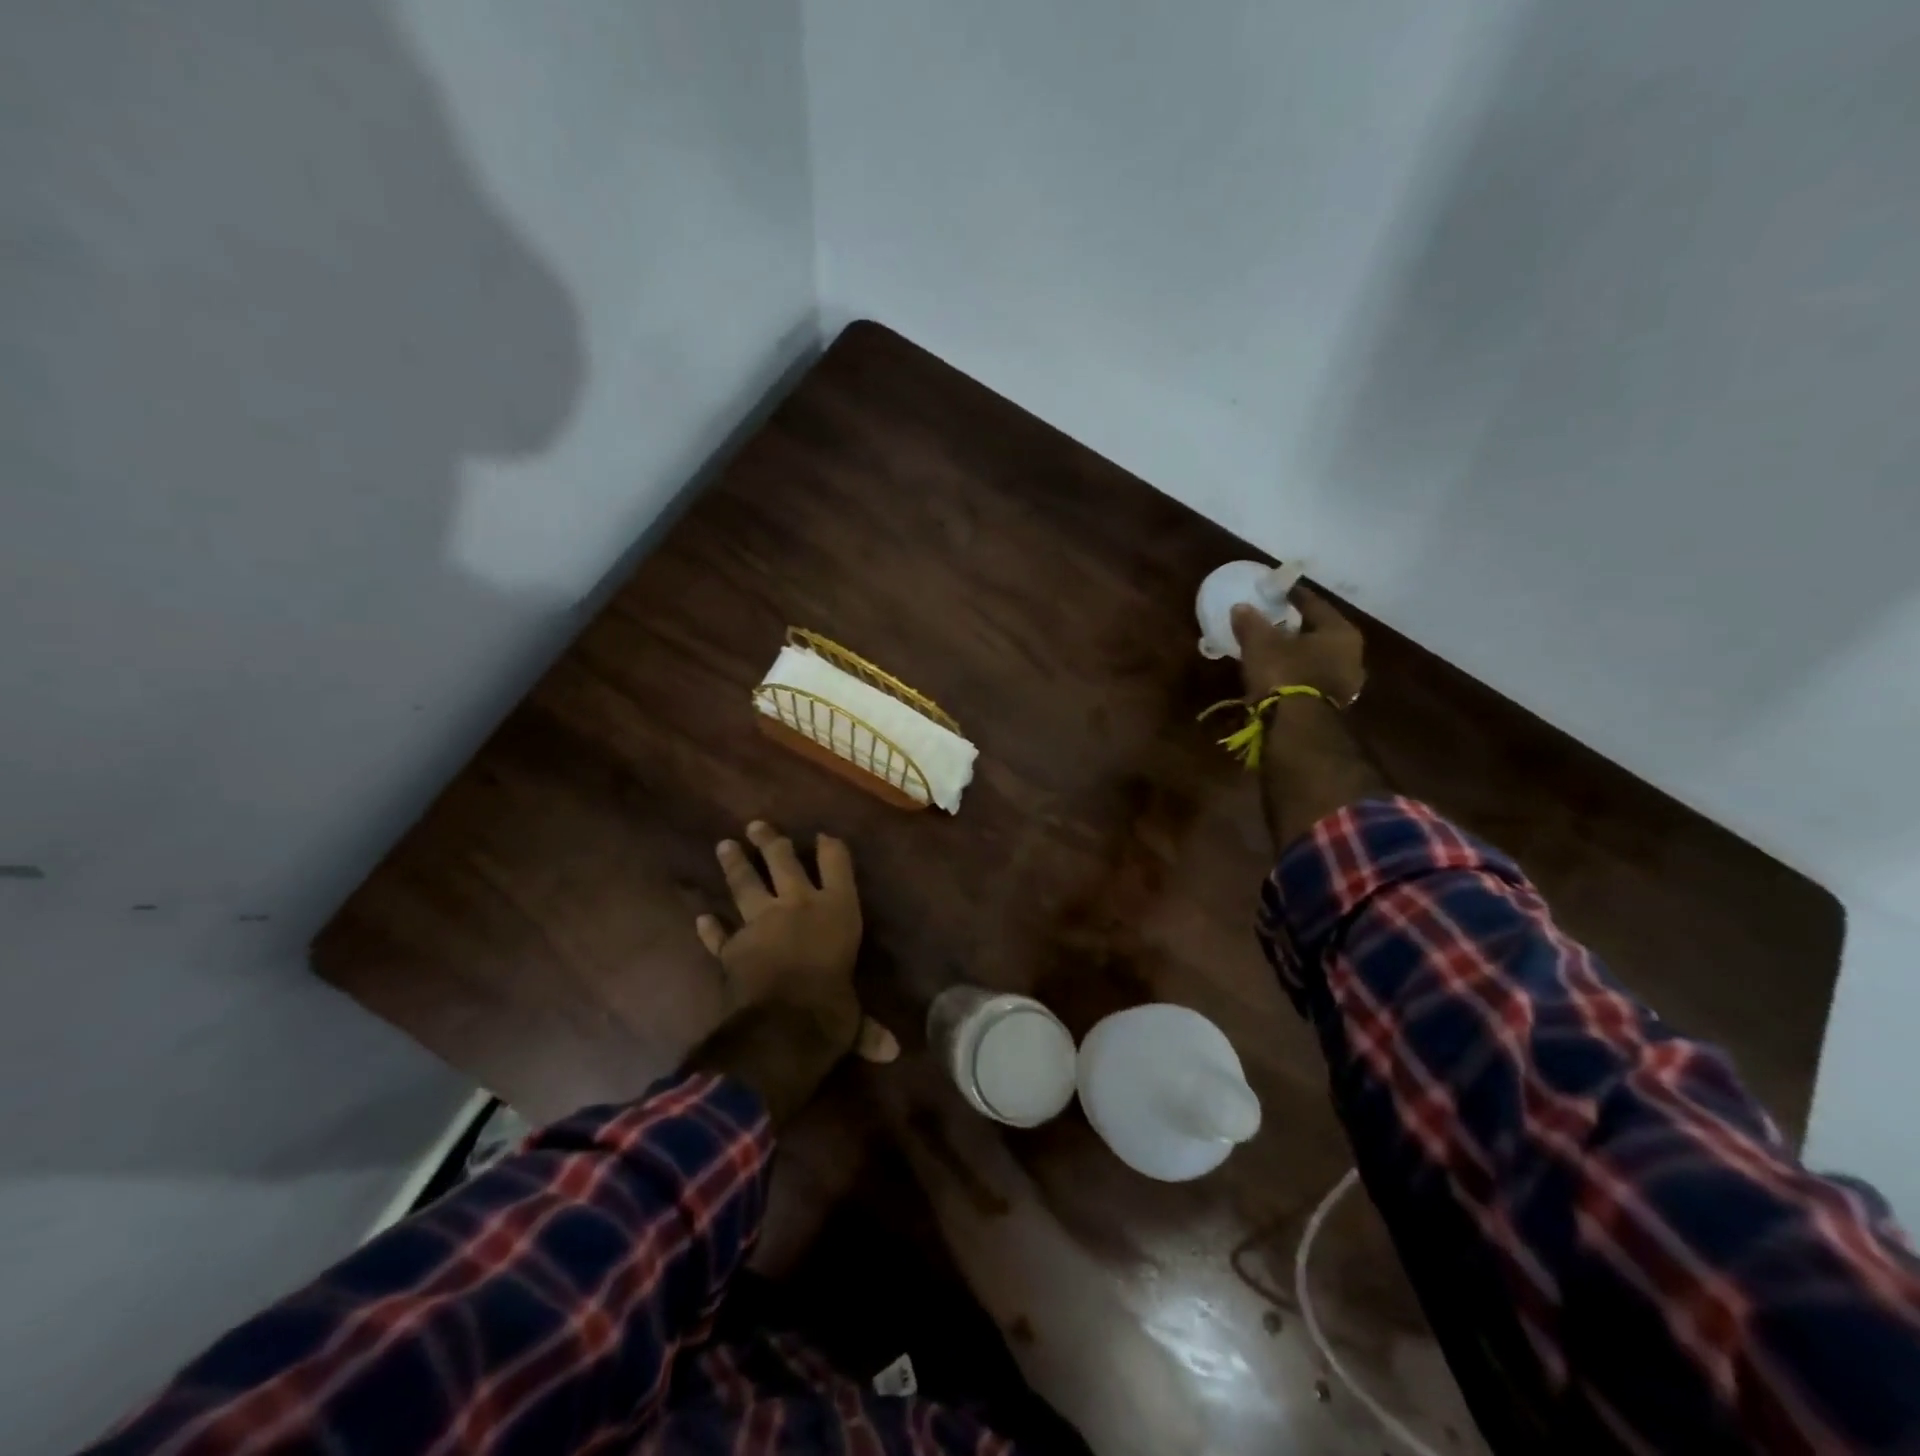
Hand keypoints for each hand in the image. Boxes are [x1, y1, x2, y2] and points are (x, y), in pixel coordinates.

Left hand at [697, 821, 898, 1063]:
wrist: (782, 1027)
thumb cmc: (832, 1010)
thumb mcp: (855, 1018)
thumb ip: (867, 1028)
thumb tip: (893, 1052)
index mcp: (837, 910)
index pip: (836, 865)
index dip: (830, 847)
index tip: (823, 836)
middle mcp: (799, 905)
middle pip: (783, 862)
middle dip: (771, 842)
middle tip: (756, 825)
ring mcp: (761, 922)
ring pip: (745, 885)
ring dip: (735, 865)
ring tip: (724, 845)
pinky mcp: (732, 947)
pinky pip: (719, 934)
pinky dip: (709, 927)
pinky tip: (701, 918)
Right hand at [1231, 585, 1365, 705]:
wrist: (1296, 727)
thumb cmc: (1284, 674)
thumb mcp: (1260, 643)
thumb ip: (1251, 622)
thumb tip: (1241, 607)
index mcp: (1340, 632)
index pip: (1316, 605)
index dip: (1295, 595)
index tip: (1280, 590)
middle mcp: (1352, 655)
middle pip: (1321, 633)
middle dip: (1299, 627)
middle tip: (1278, 620)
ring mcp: (1346, 683)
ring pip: (1319, 658)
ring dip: (1299, 653)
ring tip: (1276, 649)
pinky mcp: (1332, 706)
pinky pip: (1313, 679)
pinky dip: (1298, 673)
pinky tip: (1280, 673)